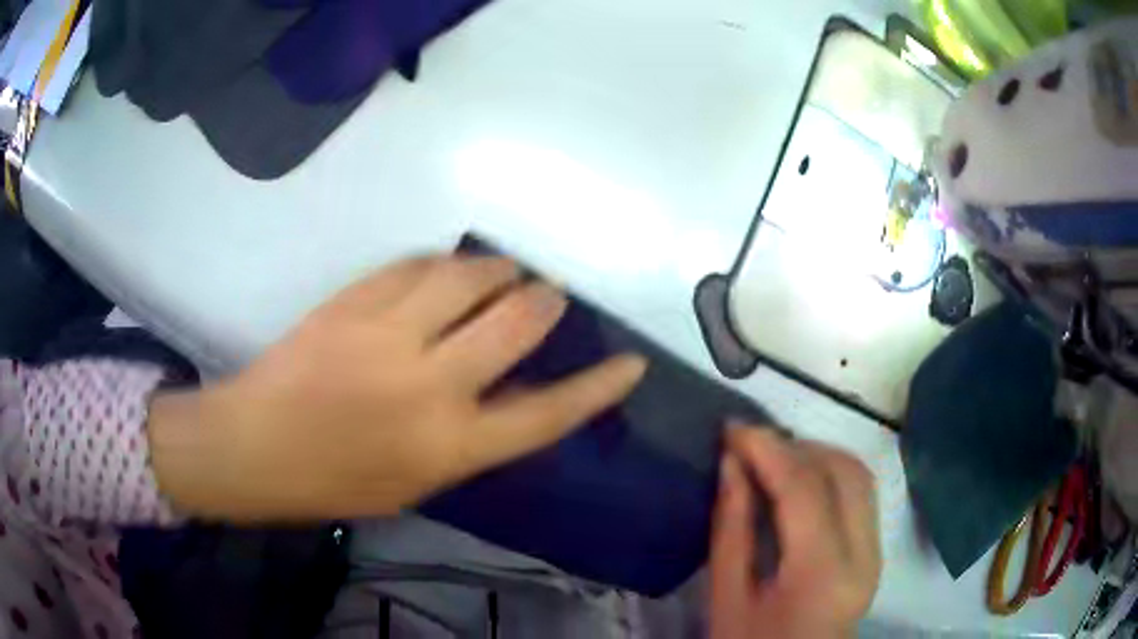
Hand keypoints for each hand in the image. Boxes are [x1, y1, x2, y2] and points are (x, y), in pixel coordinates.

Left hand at [148, 256, 646, 521]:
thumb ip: (470, 437)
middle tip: (551, 294)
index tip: (631, 362)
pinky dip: (441, 264)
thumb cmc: (335, 481)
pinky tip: (446, 269)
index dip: (599, 387)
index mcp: (450, 446)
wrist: (255, 446)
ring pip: (468, 278)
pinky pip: (415, 266)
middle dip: (545, 302)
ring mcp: (389, 335)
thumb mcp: (417, 482)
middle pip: (517, 323)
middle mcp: (430, 385)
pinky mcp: (354, 301)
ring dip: (499, 270)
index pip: (549, 413)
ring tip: (506, 271)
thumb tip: (514, 393)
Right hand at [709, 427, 880, 638]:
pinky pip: (861, 493)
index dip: (768, 448)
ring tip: (771, 458)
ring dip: (816, 454)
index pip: (805, 488)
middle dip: (795, 445)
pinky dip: (830, 473)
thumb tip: (732, 463)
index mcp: (822, 573)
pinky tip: (798, 481)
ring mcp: (876, 551)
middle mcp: (864, 554)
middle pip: (843, 470)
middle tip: (750, 444)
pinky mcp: (876, 552)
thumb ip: (732, 529)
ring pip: (859, 474)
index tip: (732, 428)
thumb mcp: (727, 597)